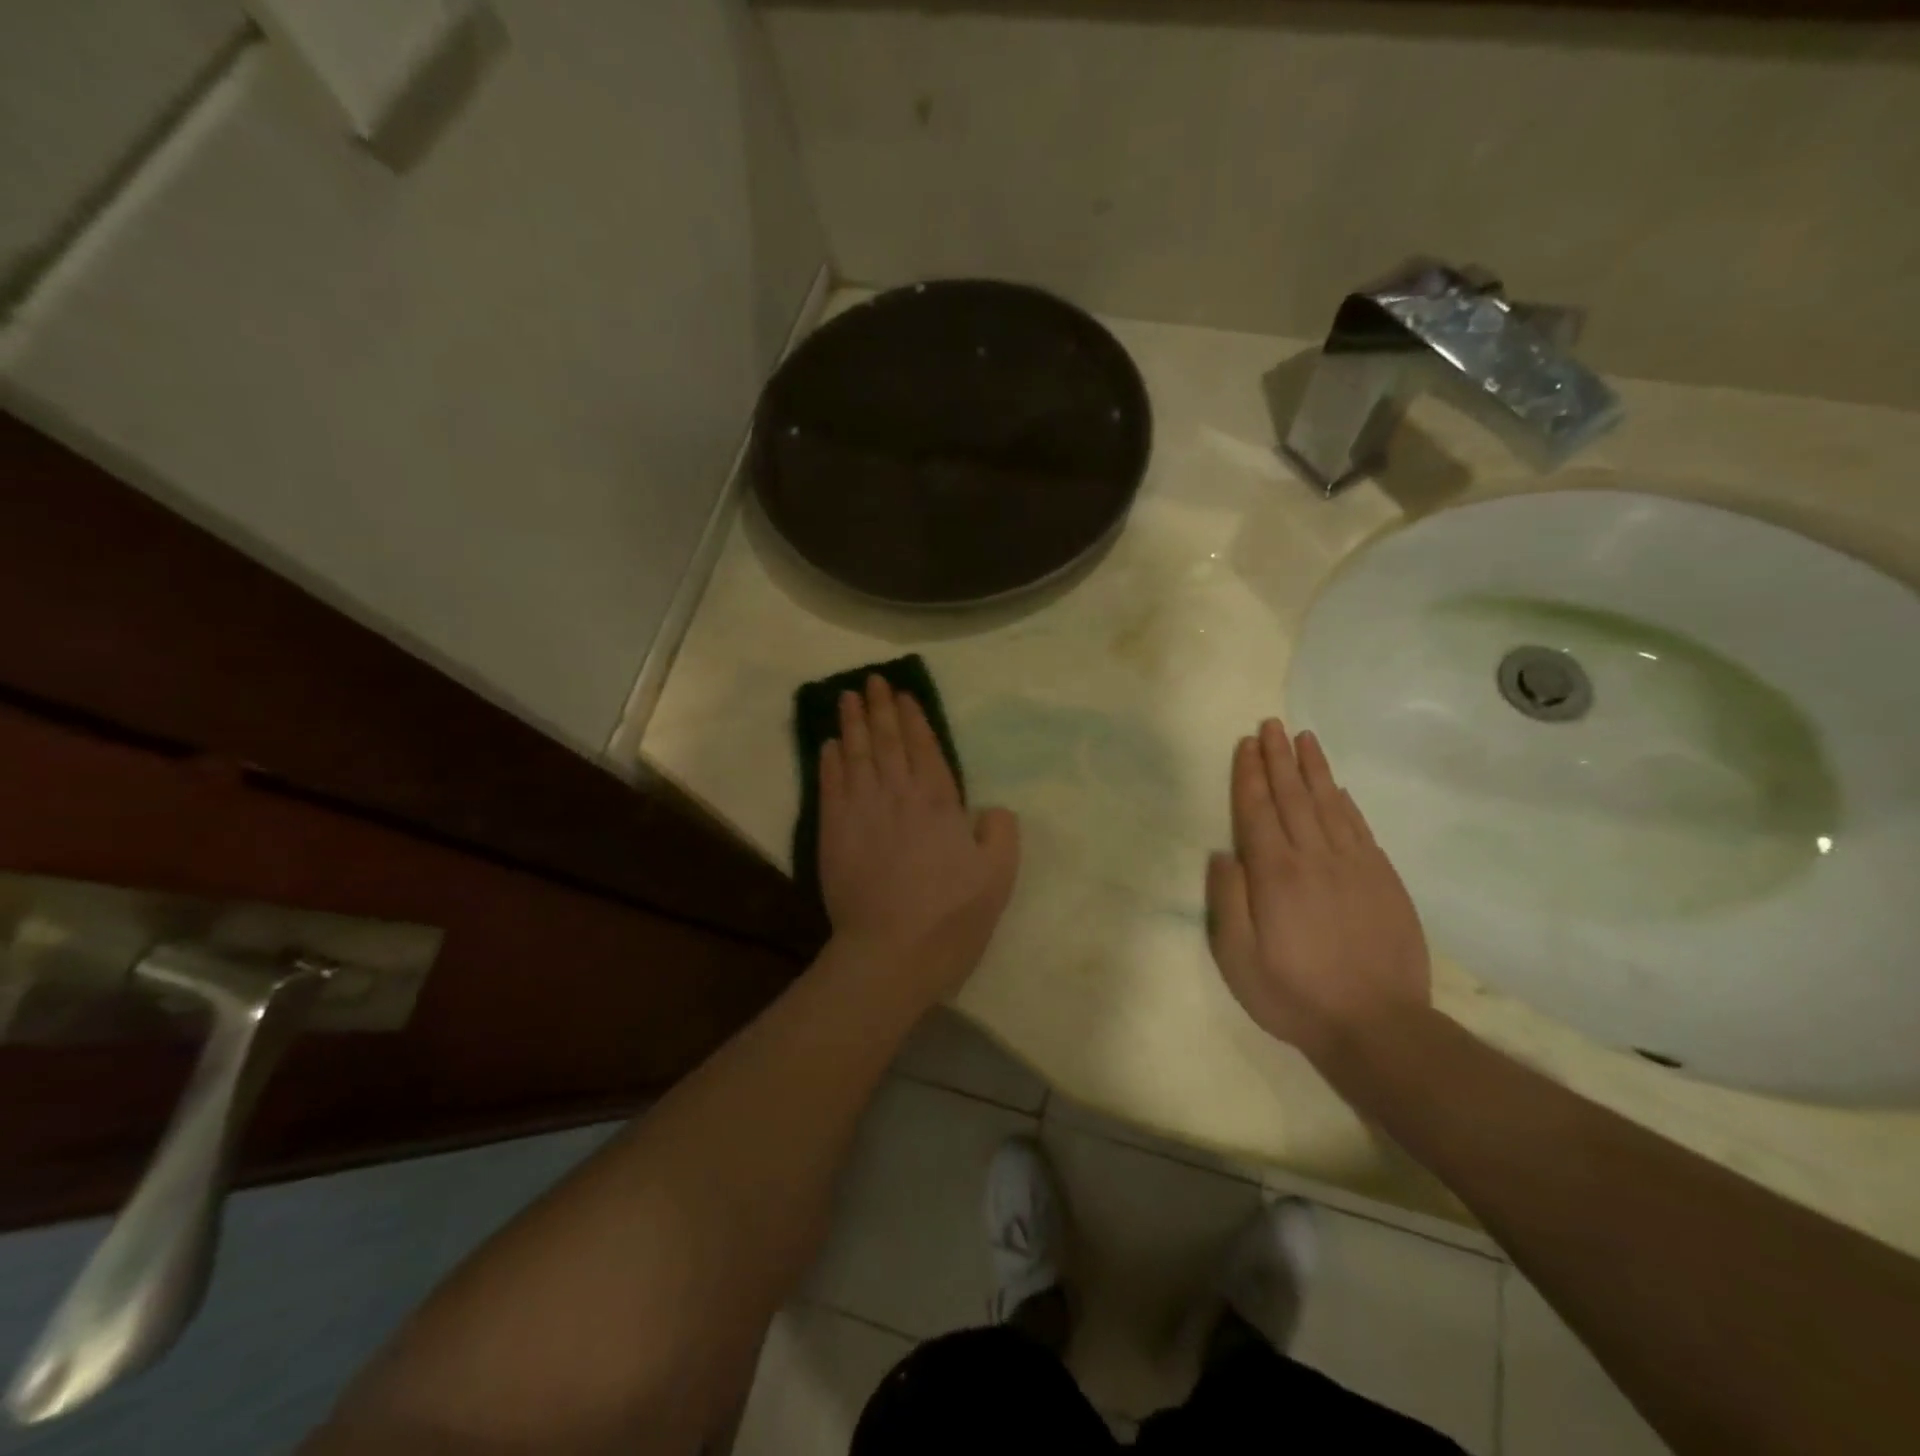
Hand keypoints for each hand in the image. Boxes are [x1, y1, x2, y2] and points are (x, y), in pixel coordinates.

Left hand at [819, 676, 1020, 1003]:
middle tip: (872, 681)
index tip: (903, 695)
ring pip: (855, 755)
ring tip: (848, 697)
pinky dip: (829, 762)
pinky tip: (828, 745)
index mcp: (938, 802)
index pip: (924, 748)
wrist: (891, 953)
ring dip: (852, 724)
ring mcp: (861, 812)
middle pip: (887, 742)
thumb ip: (1000, 833)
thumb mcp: (998, 877)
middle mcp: (897, 796)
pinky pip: (830, 786)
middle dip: (880, 708)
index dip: (913, 718)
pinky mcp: (833, 834)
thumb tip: (991, 809)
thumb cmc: (951, 917)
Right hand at [1206, 719, 1431, 1063]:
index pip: (1258, 811)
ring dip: (1313, 769)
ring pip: (1329, 804)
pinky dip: (1345, 802)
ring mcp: (1354, 866)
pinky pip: (1359, 828)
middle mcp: (1314, 858)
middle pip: (1293, 797)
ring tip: (1304, 739)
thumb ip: (1228, 901)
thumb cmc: (1294, 994)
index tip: (1246, 744)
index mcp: (1275, 875)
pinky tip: (1337, 788)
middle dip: (1279, 758)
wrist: (1378, 1025)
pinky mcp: (1383, 880)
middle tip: (1271, 724)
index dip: (1250, 775)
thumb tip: (1223, 853)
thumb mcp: (1239, 959)